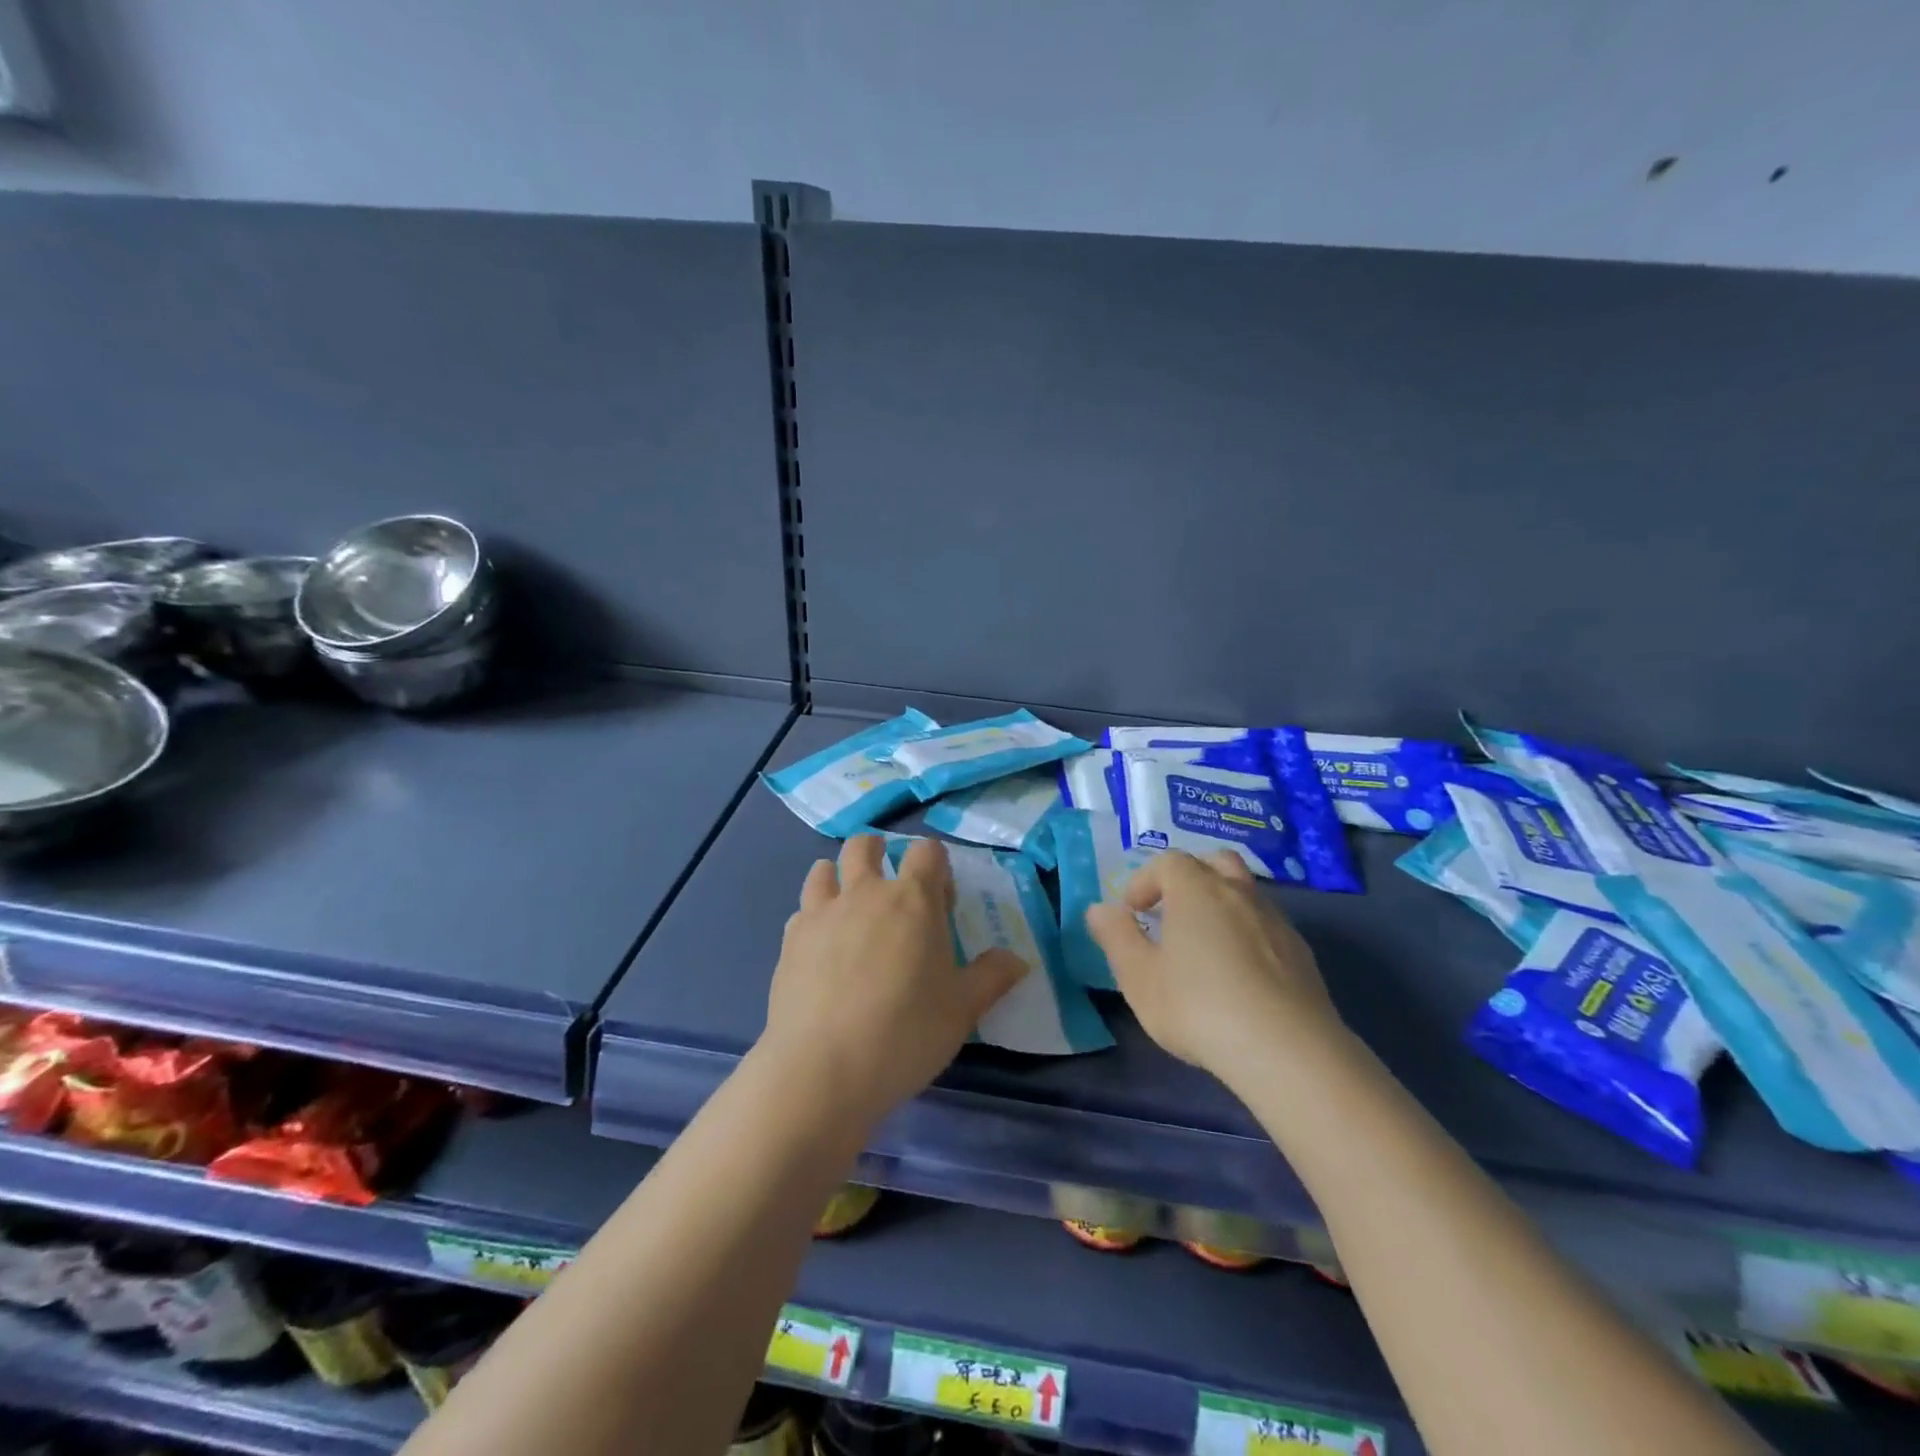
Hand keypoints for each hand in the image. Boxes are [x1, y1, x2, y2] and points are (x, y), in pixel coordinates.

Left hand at [759, 835, 1025, 1128]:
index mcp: (913, 900)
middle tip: (891, 891)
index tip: (940, 901)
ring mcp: (821, 912)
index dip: (936, 867)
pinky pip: (802, 909)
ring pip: (824, 869)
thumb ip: (992, 977)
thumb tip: (1018, 960)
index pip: (927, 852)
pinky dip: (814, 915)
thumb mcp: (962, 1010)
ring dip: (839, 877)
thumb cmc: (906, 1032)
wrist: (822, 1068)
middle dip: (879, 854)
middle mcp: (865, 893)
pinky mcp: (790, 939)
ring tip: (850, 910)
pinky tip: (822, 947)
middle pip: (865, 845)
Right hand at [1087, 850, 1345, 1080]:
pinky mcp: (1302, 954)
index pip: (1168, 862)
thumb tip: (1100, 909)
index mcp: (1197, 889)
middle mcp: (1239, 893)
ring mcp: (1276, 921)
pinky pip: (1267, 926)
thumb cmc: (1199, 1007)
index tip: (1132, 912)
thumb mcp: (1139, 977)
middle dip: (1190, 878)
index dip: (1145, 881)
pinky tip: (1240, 976)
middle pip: (1214, 863)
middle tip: (1172, 913)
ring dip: (1221, 905)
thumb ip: (1116, 937)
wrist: (1288, 1052)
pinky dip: (1248, 934)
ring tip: (1205, 947)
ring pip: (1245, 893)